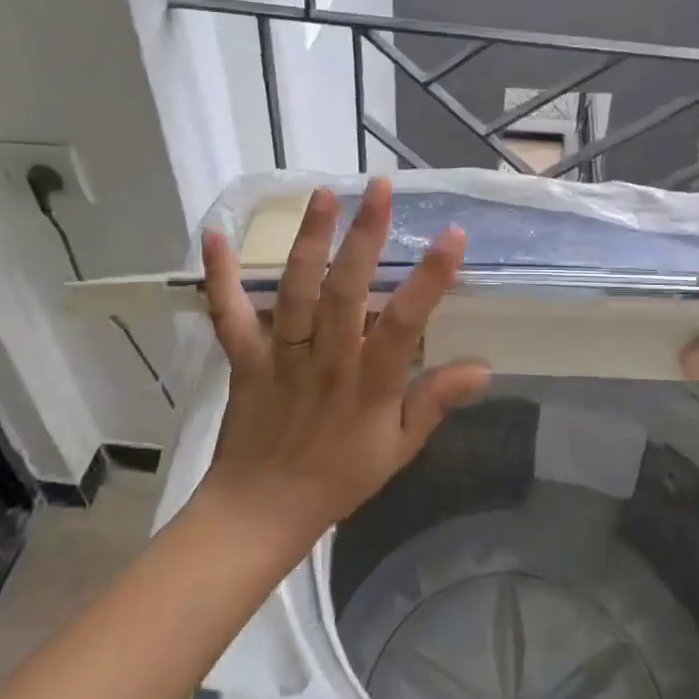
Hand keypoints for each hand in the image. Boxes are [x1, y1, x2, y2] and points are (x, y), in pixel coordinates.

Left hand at [198, 177, 490, 542]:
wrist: (262, 510)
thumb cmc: (338, 478)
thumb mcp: (399, 449)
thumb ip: (435, 402)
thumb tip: (483, 368)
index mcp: (368, 384)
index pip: (404, 323)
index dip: (430, 278)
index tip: (452, 235)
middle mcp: (326, 361)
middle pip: (346, 291)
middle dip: (365, 236)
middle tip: (381, 188)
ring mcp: (281, 357)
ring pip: (295, 291)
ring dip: (309, 240)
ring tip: (324, 193)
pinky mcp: (244, 359)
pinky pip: (228, 314)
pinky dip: (219, 276)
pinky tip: (215, 234)